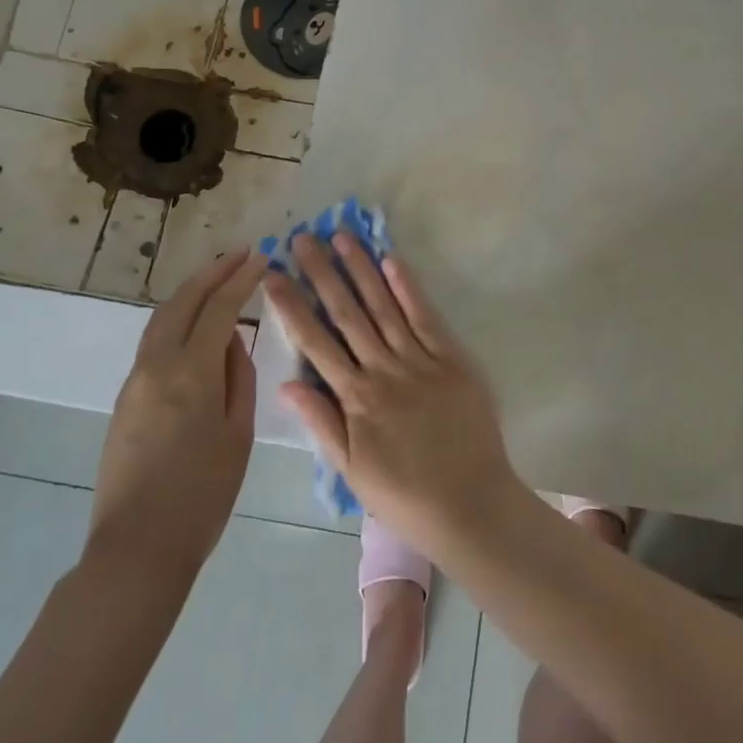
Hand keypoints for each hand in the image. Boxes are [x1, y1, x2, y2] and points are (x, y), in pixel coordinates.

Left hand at [85, 248, 263, 579]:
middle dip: (213, 272)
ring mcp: (135, 380)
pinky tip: (194, 323)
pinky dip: (177, 317)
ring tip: (218, 277)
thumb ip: (239, 377)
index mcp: (192, 372)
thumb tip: (232, 339)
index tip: (261, 257)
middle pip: (183, 301)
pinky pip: (153, 341)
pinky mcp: (125, 398)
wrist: (137, 548)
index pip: (219, 308)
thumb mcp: (238, 433)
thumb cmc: (202, 495)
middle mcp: (157, 365)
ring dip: (191, 290)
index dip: (241, 279)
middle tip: (240, 254)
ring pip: (162, 317)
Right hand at [264, 234, 517, 548]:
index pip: (315, 341)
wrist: (470, 505)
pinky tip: (391, 261)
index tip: (273, 274)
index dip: (292, 305)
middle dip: (322, 273)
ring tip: (341, 237)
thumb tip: (285, 383)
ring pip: (383, 306)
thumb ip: (320, 422)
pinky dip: (408, 288)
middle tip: (303, 238)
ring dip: (360, 270)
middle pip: (346, 313)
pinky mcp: (451, 358)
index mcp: (355, 398)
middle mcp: (383, 370)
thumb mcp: (351, 470)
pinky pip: (425, 317)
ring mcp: (419, 361)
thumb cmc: (404, 494)